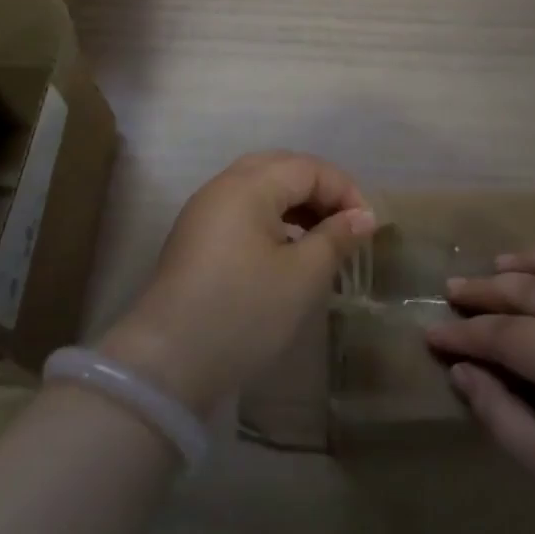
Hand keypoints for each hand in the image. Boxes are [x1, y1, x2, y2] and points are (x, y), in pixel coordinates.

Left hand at [99, 151, 374, 415]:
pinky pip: (242, 209)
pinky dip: (272, 217)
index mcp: (248, 186)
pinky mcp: (195, 238)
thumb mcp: (302, 277)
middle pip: (281, 168)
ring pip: (260, 187)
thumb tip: (363, 216)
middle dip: (319, 189)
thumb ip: (336, 238)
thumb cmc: (244, 313)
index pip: (308, 168)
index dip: (344, 190)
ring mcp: (204, 212)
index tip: (368, 228)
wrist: (166, 365)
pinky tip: (287, 249)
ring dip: (296, 203)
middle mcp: (222, 187)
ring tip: (321, 237)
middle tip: (345, 223)